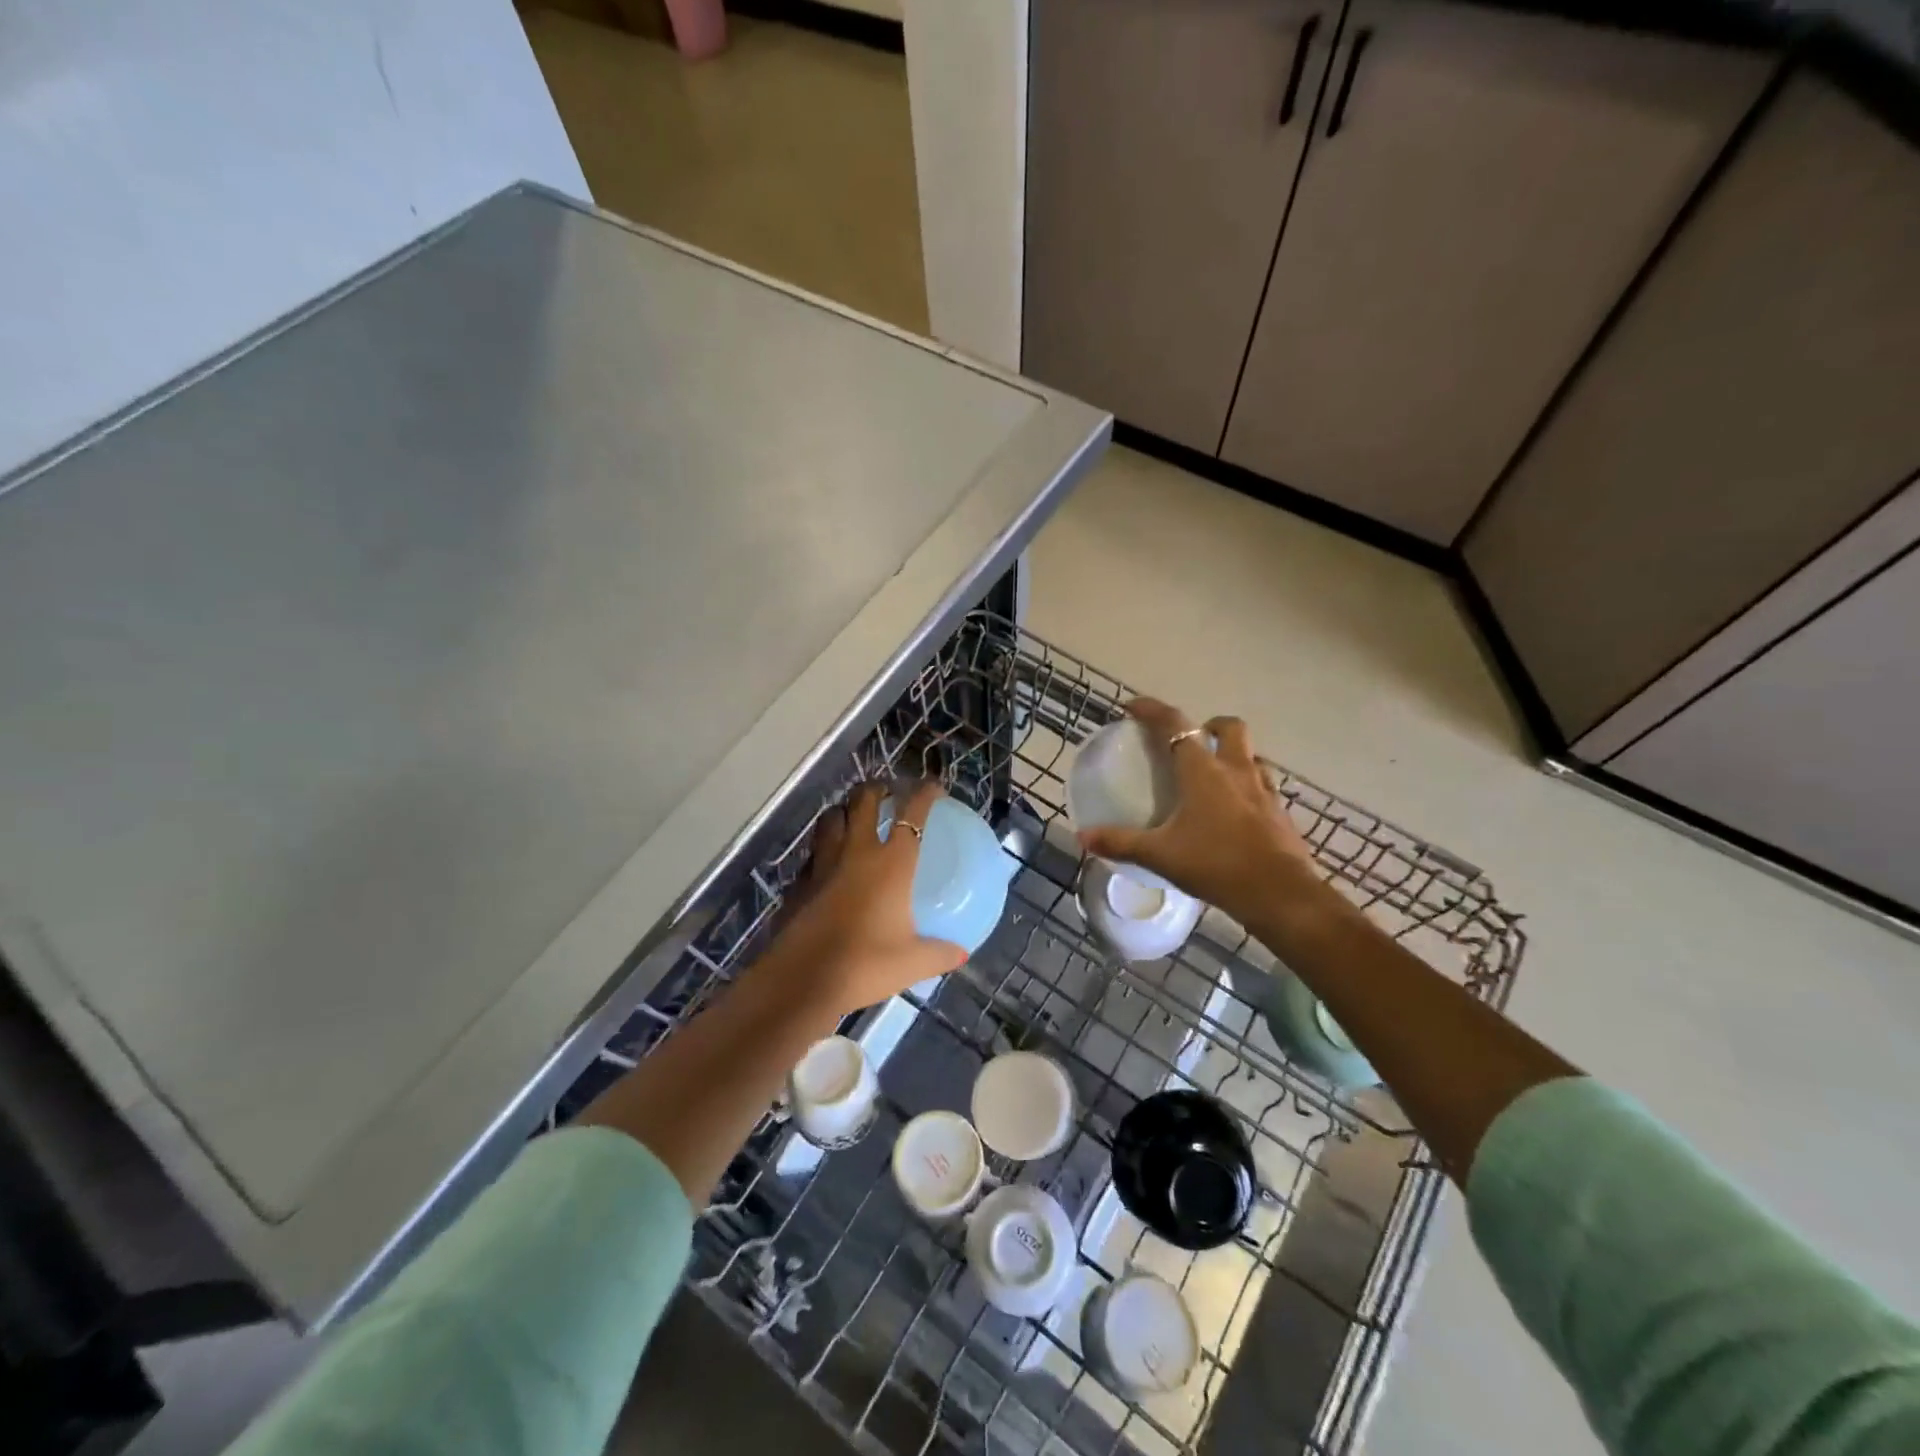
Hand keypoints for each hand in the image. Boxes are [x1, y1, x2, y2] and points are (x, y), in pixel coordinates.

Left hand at [760, 781, 966, 1016]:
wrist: (803, 981)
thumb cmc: (865, 965)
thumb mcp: (912, 963)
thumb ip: (939, 954)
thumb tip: (961, 954)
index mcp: (891, 864)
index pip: (912, 814)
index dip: (924, 793)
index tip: (934, 787)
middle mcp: (857, 853)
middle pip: (864, 801)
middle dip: (877, 788)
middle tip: (888, 793)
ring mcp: (823, 864)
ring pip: (831, 818)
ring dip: (844, 810)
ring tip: (854, 817)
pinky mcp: (800, 882)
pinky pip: (813, 852)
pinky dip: (823, 847)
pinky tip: (828, 862)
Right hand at [1078, 698, 1316, 921]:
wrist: (1279, 894)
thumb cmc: (1216, 864)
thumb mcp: (1160, 855)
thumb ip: (1121, 843)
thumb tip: (1083, 837)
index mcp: (1203, 771)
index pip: (1174, 725)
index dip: (1152, 710)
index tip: (1133, 707)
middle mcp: (1237, 771)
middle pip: (1229, 728)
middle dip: (1209, 725)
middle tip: (1192, 742)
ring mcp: (1264, 791)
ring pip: (1251, 756)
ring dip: (1233, 756)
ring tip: (1214, 777)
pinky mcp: (1280, 814)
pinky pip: (1263, 787)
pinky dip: (1247, 788)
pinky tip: (1235, 813)